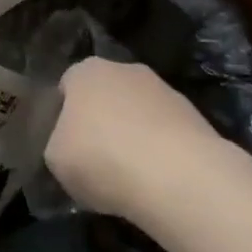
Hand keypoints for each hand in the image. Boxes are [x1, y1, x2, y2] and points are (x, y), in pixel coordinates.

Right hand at [45, 58, 227, 219]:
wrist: (177, 175)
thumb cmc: (102, 158)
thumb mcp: (56, 159)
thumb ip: (59, 145)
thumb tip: (71, 148)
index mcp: (85, 71)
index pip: (67, 86)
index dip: (64, 116)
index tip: (67, 147)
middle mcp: (124, 69)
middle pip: (106, 96)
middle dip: (103, 122)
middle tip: (98, 161)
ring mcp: (164, 90)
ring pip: (139, 114)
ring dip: (135, 137)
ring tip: (133, 179)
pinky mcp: (195, 116)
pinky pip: (167, 134)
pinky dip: (162, 153)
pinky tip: (160, 182)